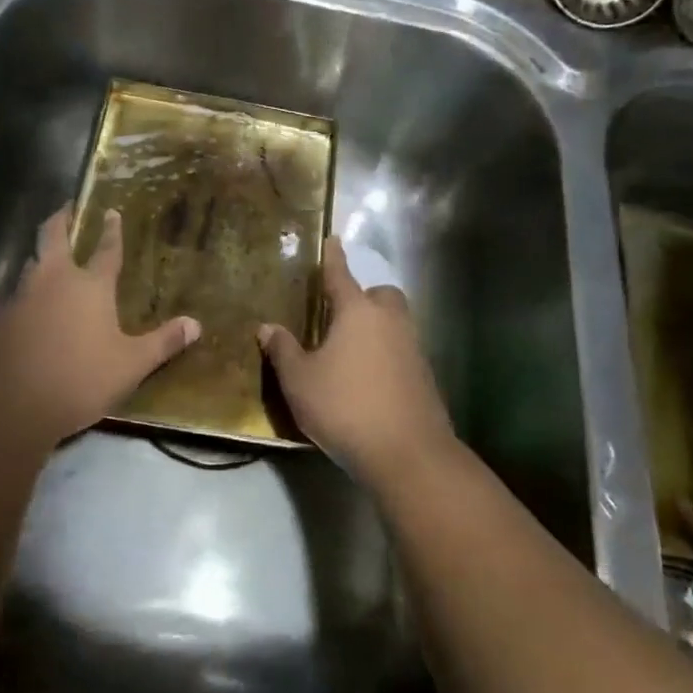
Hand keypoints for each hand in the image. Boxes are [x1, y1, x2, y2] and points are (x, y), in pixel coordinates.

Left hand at [0, 204, 199, 441]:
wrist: (9, 403)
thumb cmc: (79, 379)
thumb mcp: (130, 365)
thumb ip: (163, 343)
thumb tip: (196, 325)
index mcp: (90, 286)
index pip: (106, 250)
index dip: (111, 230)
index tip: (111, 211)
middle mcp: (53, 280)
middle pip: (52, 236)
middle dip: (61, 219)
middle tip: (66, 208)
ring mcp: (21, 297)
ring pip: (30, 263)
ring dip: (40, 255)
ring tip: (47, 257)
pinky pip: (14, 295)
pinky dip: (25, 292)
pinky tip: (28, 308)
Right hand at [258, 236, 456, 483]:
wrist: (407, 452)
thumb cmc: (345, 406)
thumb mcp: (299, 381)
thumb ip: (283, 350)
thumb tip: (267, 327)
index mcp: (357, 312)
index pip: (341, 275)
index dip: (334, 258)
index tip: (334, 239)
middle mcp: (389, 322)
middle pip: (380, 295)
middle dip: (364, 297)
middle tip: (340, 315)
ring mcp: (412, 348)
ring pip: (394, 323)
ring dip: (376, 327)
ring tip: (350, 350)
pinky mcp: (424, 376)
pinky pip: (402, 350)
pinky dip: (386, 354)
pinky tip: (368, 379)